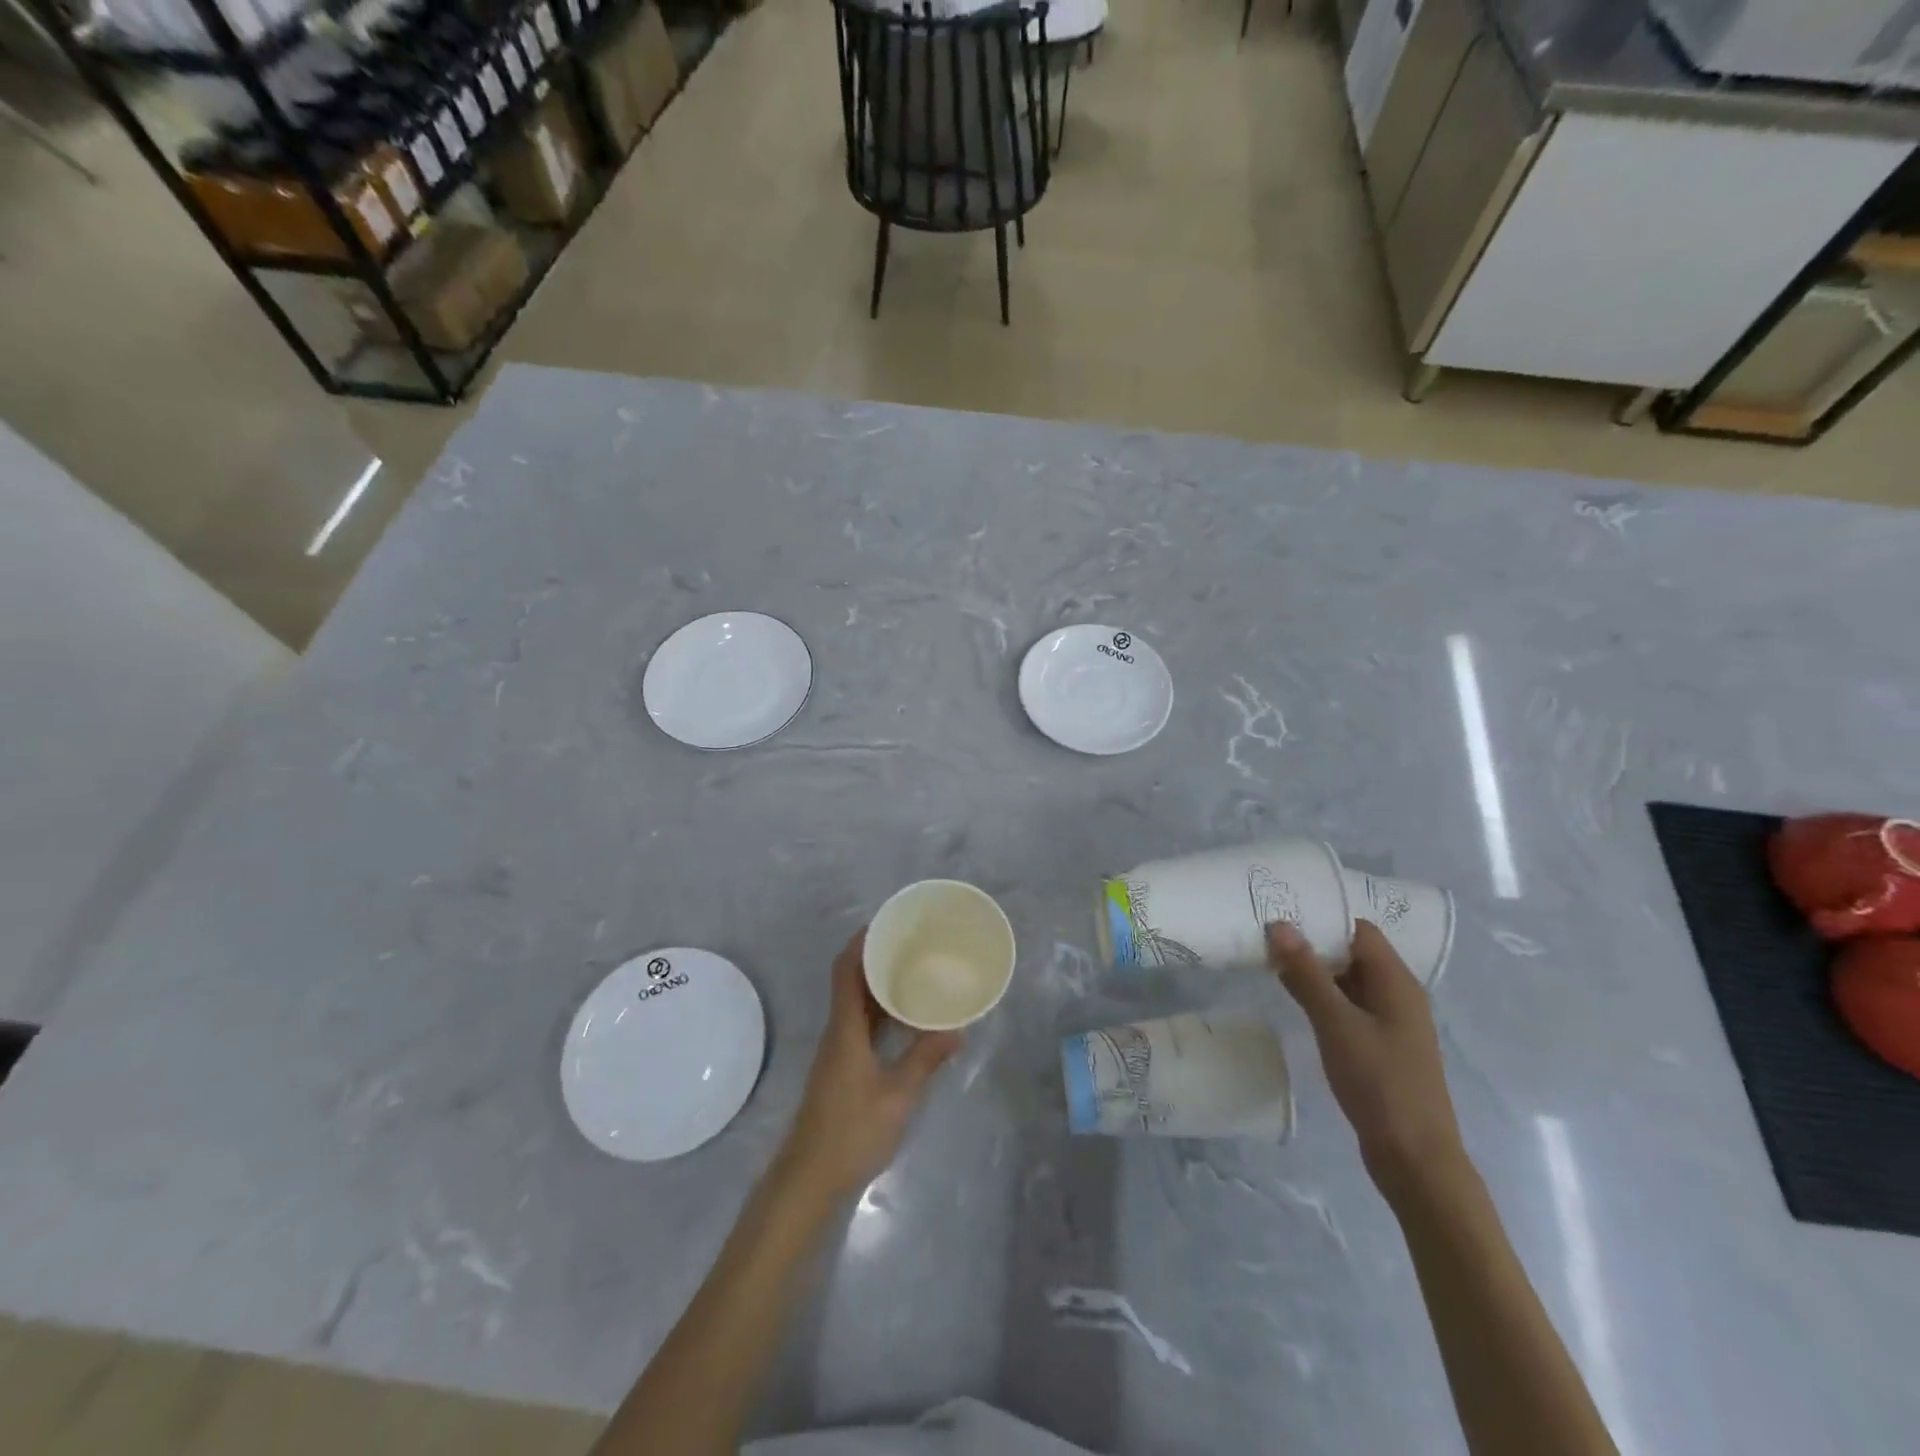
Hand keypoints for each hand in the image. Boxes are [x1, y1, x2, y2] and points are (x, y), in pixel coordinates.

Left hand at [778, 928, 961, 1200]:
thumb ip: (924, 1059)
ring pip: (856, 1004)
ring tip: (914, 970)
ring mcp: (838, 1051)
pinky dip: (880, 1011)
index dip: (861, 942)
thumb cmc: (851, 1130)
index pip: (846, 971)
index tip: (886, 923)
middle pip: (850, 981)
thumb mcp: (897, 1095)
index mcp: (845, 1028)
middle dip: (876, 957)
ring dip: (878, 984)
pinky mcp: (842, 1068)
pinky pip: (861, 1024)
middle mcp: (838, 1031)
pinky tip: (905, 1017)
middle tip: (911, 943)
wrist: (809, 1178)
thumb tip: (956, 1028)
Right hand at [1267, 920, 1466, 1202]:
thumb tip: (1281, 925)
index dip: (1323, 916)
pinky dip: (1321, 997)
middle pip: (1352, 953)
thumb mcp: (1337, 1024)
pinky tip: (1291, 997)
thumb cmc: (1380, 1084)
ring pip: (1347, 981)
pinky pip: (1347, 1007)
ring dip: (1314, 970)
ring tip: (1268, 958)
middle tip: (1265, 931)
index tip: (1281, 909)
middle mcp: (1397, 996)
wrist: (1415, 1159)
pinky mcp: (1378, 1046)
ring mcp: (1389, 1023)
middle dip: (1312, 942)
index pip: (1358, 930)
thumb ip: (1308, 974)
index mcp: (1396, 983)